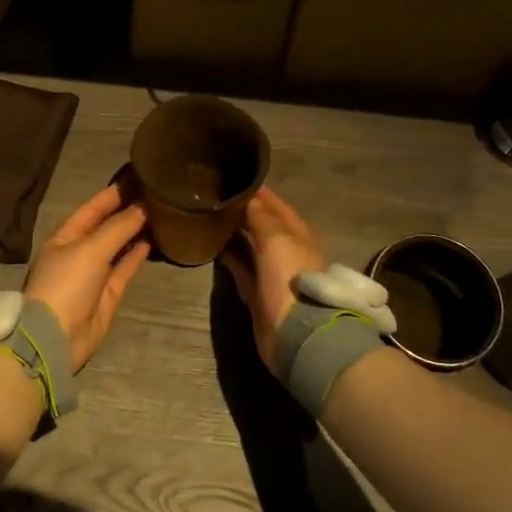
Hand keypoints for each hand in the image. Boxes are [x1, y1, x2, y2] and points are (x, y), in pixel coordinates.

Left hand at [23, 185, 150, 371]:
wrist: (56, 338)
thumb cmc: (67, 284)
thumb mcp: (90, 250)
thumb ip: (118, 228)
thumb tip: (143, 207)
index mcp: (65, 236)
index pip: (92, 208)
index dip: (113, 193)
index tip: (137, 177)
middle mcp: (79, 251)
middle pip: (106, 226)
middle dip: (127, 210)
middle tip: (155, 193)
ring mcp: (94, 274)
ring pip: (118, 246)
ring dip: (135, 231)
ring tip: (160, 213)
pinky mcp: (108, 293)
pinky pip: (125, 267)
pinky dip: (137, 254)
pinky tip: (153, 240)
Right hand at [220, 187, 327, 372]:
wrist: (294, 331)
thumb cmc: (290, 277)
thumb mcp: (277, 239)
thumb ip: (261, 217)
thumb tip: (249, 198)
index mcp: (299, 236)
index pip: (278, 208)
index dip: (261, 194)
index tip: (238, 180)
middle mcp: (288, 252)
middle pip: (265, 227)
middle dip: (246, 212)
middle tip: (219, 198)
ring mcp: (273, 274)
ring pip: (252, 247)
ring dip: (236, 234)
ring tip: (213, 217)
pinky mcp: (258, 294)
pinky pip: (242, 268)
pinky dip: (230, 257)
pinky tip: (213, 245)